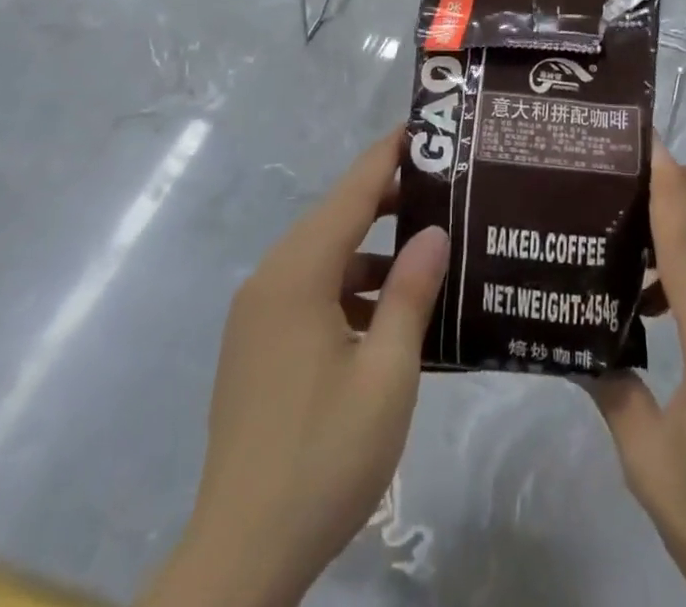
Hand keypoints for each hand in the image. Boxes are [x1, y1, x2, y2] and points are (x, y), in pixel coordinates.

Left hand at [149, 128, 448, 606]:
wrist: (240, 557)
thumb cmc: (323, 457)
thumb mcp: (387, 373)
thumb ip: (411, 293)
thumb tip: (434, 232)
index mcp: (298, 274)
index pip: (352, 191)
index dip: (389, 155)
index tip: (425, 128)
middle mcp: (271, 280)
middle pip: (336, 218)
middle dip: (388, 199)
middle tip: (445, 190)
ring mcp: (258, 315)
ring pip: (324, 258)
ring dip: (372, 251)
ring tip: (428, 252)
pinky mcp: (257, 346)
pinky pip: (310, 292)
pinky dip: (350, 288)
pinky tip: (390, 314)